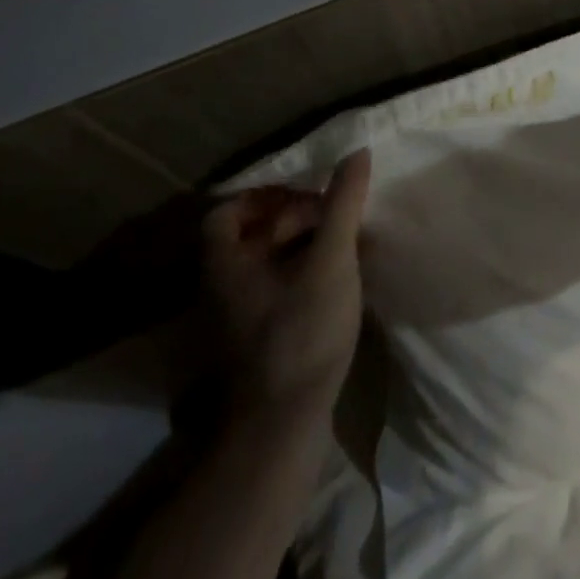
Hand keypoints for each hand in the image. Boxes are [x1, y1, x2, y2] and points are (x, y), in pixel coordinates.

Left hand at [202, 150, 371, 423]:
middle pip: (250, 235)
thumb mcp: (330, 260)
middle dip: (292, 217)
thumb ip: (342, 204)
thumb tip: (356, 152)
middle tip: (334, 213)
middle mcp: (222, 288)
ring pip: (266, 265)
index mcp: (226, 264)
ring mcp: (237, 319)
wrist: (283, 427)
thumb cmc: (301, 332)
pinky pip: (276, 290)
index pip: (227, 211)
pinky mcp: (257, 341)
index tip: (306, 191)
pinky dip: (302, 275)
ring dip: (301, 246)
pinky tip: (337, 280)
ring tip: (344, 241)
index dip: (264, 194)